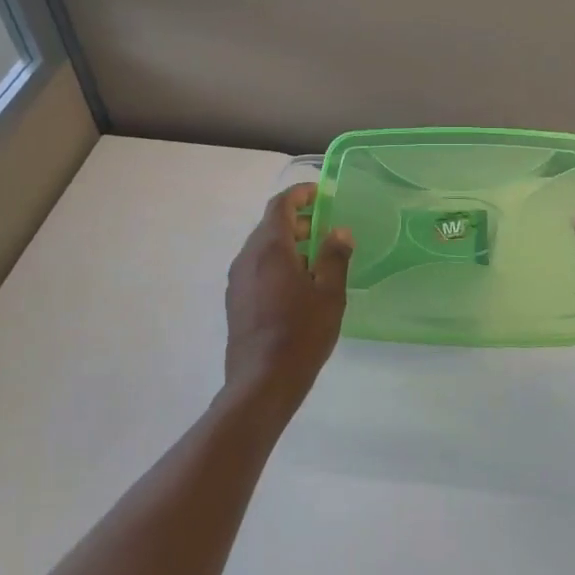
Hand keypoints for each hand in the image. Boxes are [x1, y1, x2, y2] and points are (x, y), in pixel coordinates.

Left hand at [224, 184, 353, 416]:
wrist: (262, 382)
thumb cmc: (301, 333)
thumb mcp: (329, 293)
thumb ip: (334, 257)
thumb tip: (339, 232)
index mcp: (269, 248)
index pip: (280, 205)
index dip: (300, 194)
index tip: (321, 193)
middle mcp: (247, 257)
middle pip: (270, 226)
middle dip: (298, 221)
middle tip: (326, 229)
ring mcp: (237, 280)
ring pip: (262, 249)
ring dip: (288, 244)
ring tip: (316, 259)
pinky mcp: (236, 300)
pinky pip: (257, 268)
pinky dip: (277, 263)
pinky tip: (298, 286)